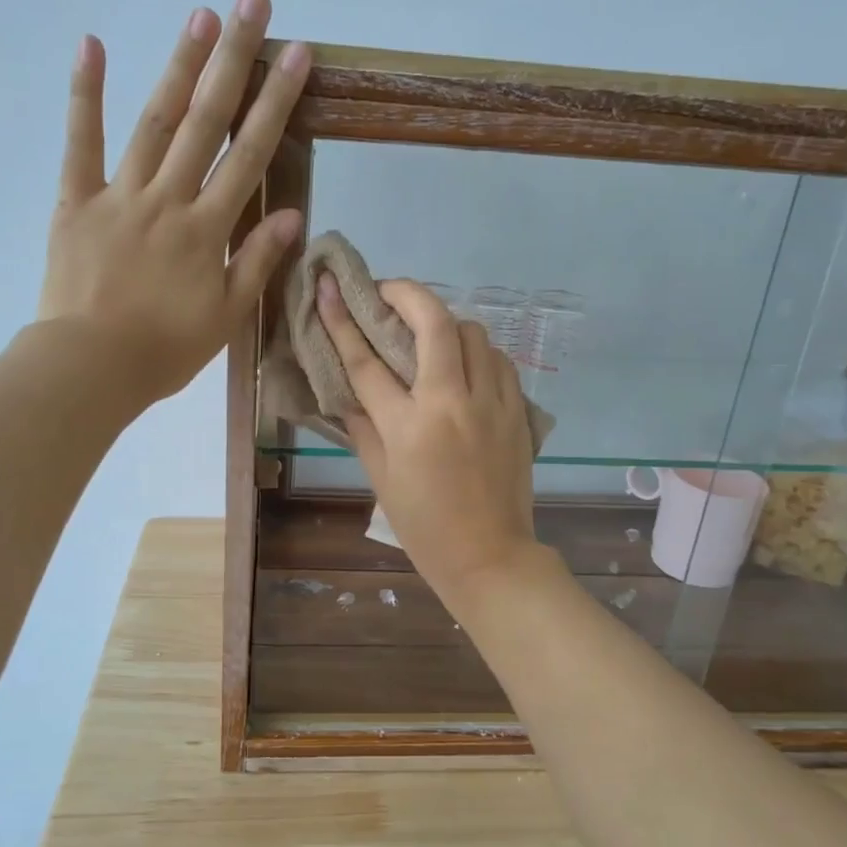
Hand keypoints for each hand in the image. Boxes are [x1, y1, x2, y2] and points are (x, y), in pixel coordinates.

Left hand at [37, 0, 310, 404]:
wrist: (90, 368)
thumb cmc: (165, 350)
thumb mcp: (226, 316)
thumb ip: (257, 262)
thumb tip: (292, 215)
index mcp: (207, 230)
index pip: (249, 156)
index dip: (275, 104)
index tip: (296, 55)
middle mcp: (168, 199)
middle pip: (206, 122)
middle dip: (233, 61)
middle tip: (251, 2)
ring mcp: (119, 195)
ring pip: (154, 122)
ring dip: (179, 67)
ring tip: (200, 16)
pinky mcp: (76, 202)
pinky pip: (80, 144)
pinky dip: (84, 95)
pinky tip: (92, 46)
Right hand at [318, 274, 541, 606]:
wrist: (490, 556)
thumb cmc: (425, 527)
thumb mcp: (381, 479)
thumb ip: (363, 428)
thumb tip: (348, 392)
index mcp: (409, 426)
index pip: (367, 362)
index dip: (341, 321)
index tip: (327, 289)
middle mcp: (452, 403)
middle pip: (433, 322)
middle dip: (406, 293)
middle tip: (386, 292)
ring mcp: (491, 402)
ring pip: (473, 332)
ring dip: (445, 322)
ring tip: (428, 335)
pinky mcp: (518, 410)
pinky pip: (498, 360)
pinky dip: (477, 351)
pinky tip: (464, 366)